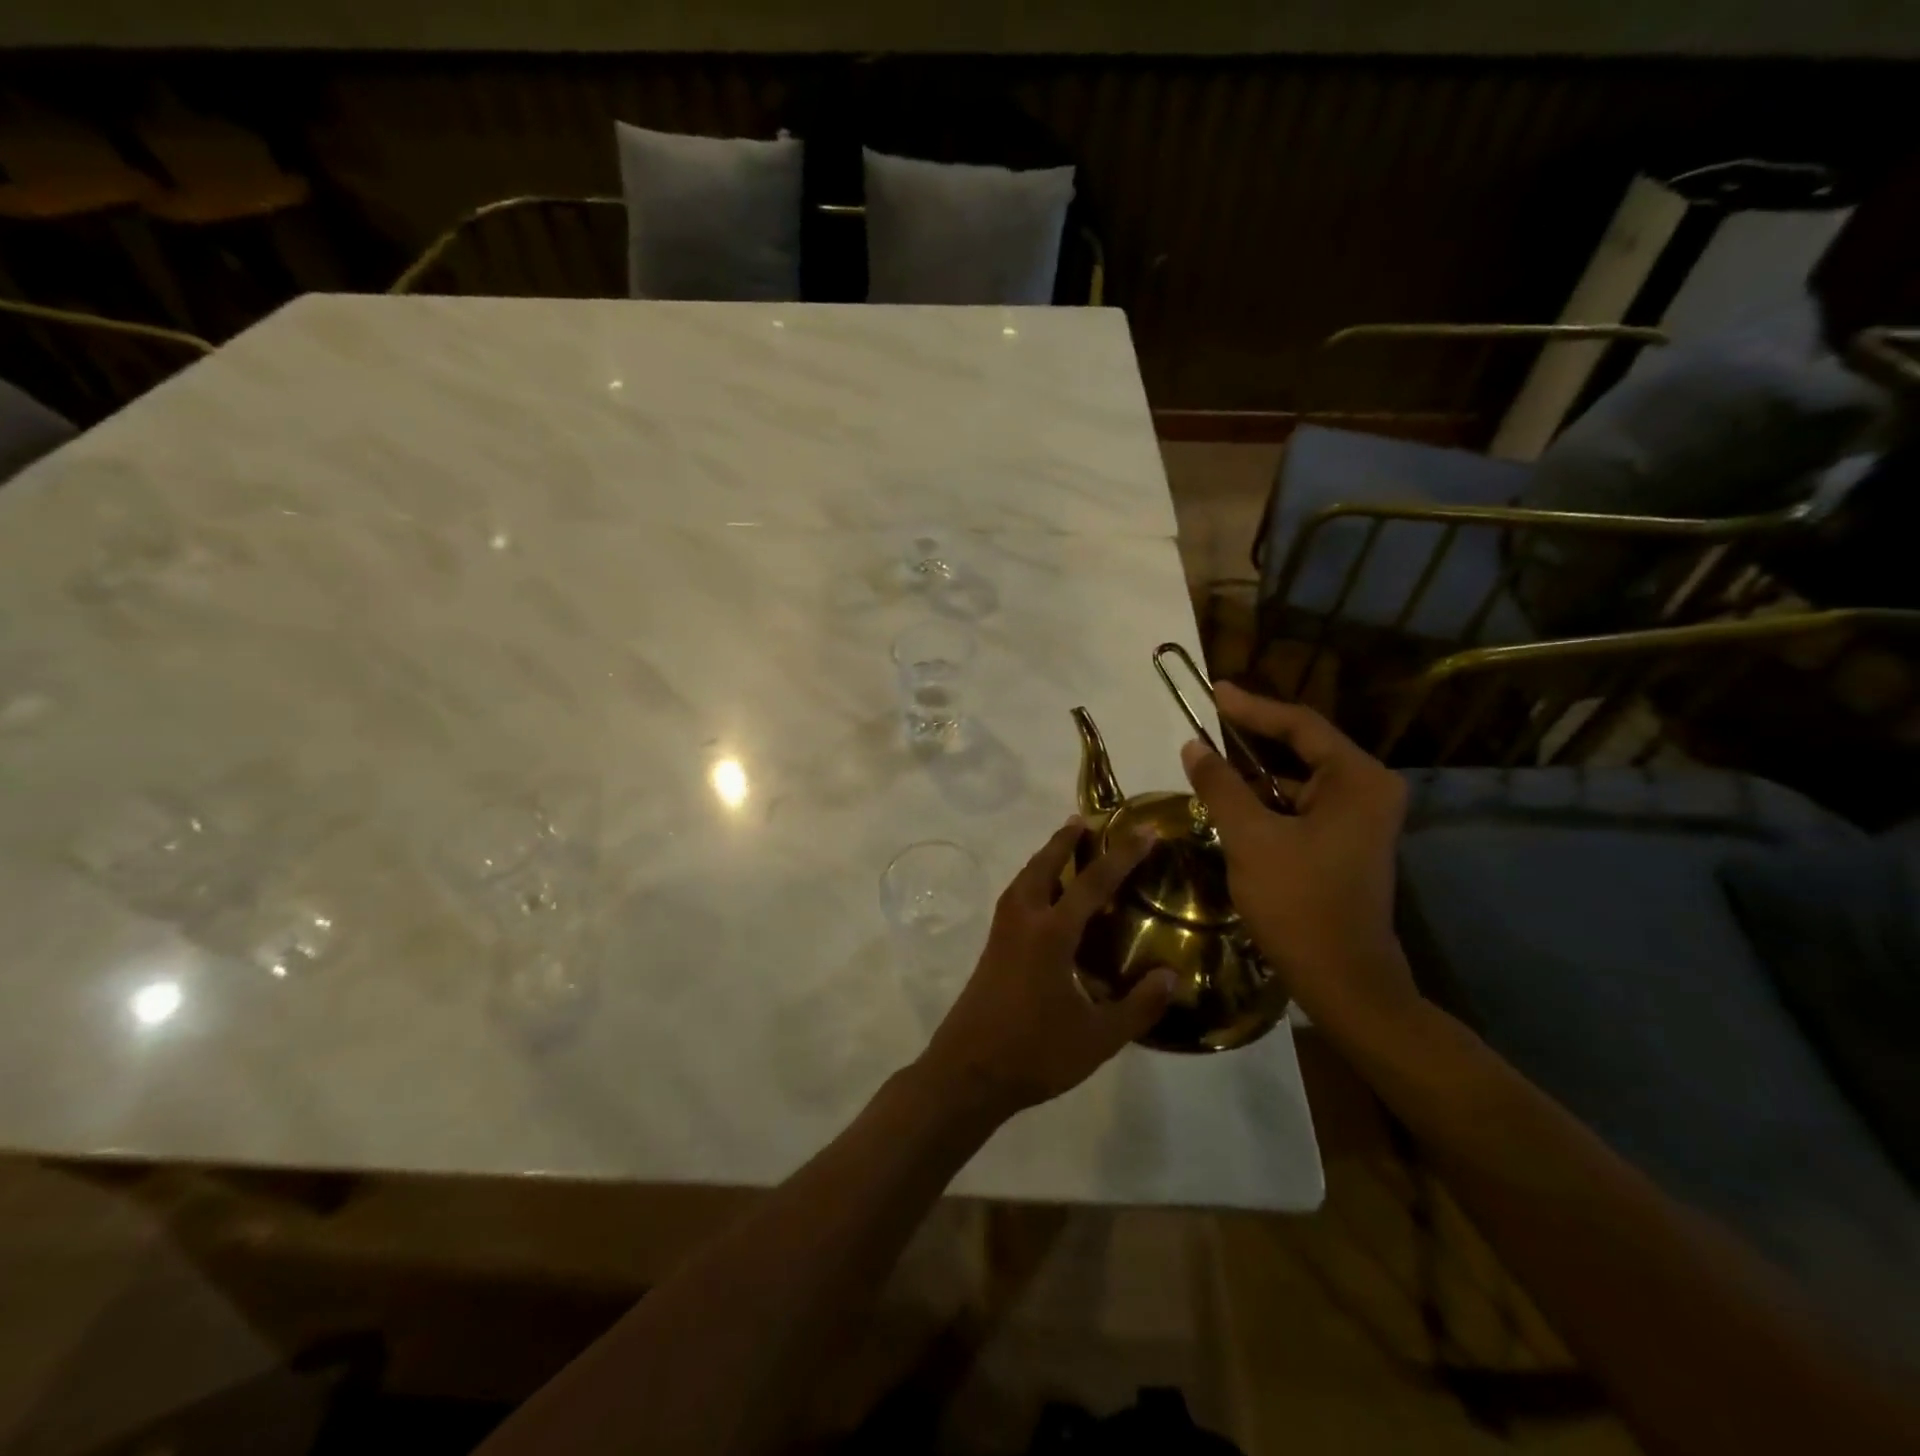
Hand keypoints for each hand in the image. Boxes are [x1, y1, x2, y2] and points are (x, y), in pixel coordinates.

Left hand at [916, 819, 1175, 1117]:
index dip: (1122, 854)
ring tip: (1066, 848)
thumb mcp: (1098, 1037)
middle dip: (1066, 839)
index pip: (1093, 881)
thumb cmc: (1035, 1053)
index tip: (1144, 830)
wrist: (968, 1073)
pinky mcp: (992, 947)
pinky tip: (1044, 898)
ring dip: (1046, 857)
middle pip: (1044, 864)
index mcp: (1051, 933)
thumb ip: (1138, 1006)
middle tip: (1087, 821)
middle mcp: (1023, 920)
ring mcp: (1002, 932)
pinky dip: (1033, 880)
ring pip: (1024, 878)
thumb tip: (1173, 976)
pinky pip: (1015, 896)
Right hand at [1180, 682, 1416, 1039]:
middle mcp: (1368, 790)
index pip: (1300, 725)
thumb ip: (1220, 786)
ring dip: (1257, 770)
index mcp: (1357, 780)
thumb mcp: (1250, 838)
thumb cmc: (1299, 903)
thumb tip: (1193, 746)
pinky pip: (1302, 805)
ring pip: (1300, 779)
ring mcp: (1361, 819)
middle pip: (1304, 747)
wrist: (1343, 980)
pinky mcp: (1346, 843)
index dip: (1252, 707)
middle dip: (1254, 734)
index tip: (1213, 691)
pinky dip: (1268, 799)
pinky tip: (1233, 800)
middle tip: (1210, 717)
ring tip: (1212, 758)